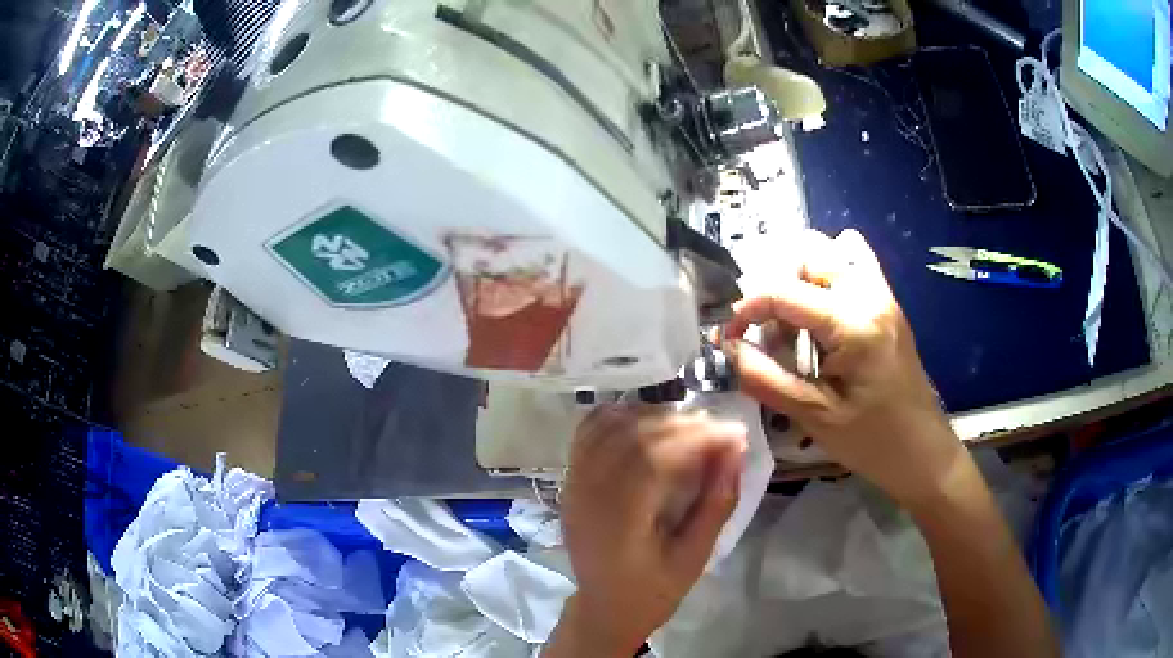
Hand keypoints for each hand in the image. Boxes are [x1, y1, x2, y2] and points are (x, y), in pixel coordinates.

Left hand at [549, 405, 745, 656]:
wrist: (605, 608)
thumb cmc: (653, 591)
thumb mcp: (694, 558)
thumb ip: (716, 504)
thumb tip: (735, 451)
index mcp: (617, 523)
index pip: (653, 459)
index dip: (696, 438)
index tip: (734, 433)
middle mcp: (587, 496)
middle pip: (630, 436)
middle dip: (680, 423)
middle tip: (718, 428)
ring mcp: (572, 485)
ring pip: (608, 427)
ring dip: (651, 416)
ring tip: (689, 426)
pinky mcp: (570, 481)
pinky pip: (589, 433)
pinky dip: (620, 417)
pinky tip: (649, 423)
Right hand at [723, 229, 964, 509]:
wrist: (924, 452)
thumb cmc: (872, 441)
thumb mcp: (815, 417)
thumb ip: (766, 379)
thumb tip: (728, 347)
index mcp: (852, 323)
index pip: (784, 291)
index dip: (747, 308)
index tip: (729, 336)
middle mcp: (869, 294)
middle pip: (809, 251)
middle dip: (775, 281)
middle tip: (766, 327)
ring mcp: (883, 295)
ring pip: (831, 250)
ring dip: (801, 274)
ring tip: (792, 319)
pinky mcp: (888, 304)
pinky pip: (855, 263)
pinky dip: (829, 273)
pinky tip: (820, 310)